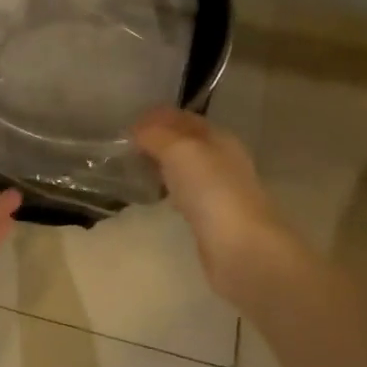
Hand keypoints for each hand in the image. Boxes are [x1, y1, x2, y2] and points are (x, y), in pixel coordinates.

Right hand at [134, 108, 307, 306]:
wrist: (241, 249)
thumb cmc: (211, 191)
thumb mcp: (180, 151)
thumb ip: (156, 135)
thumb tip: (137, 130)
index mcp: (218, 137)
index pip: (183, 118)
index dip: (156, 116)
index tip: (126, 124)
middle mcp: (222, 159)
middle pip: (185, 141)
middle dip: (158, 139)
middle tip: (125, 146)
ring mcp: (219, 190)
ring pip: (186, 167)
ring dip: (162, 164)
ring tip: (134, 167)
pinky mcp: (213, 218)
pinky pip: (186, 193)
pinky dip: (170, 188)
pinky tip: (155, 194)